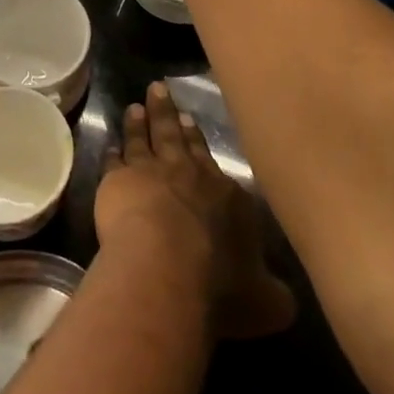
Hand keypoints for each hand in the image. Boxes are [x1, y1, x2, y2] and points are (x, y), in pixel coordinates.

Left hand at [96, 82, 295, 339]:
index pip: (213, 163)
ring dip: (140, 123)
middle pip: (177, 138)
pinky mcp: (118, 181)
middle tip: (160, 91)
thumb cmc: (219, 288)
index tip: (191, 122)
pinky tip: (110, 146)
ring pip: (145, 140)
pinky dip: (113, 153)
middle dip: (170, 115)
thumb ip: (273, 294)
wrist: (166, 268)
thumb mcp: (264, 302)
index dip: (200, 143)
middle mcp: (190, 175)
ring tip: (136, 106)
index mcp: (228, 198)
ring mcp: (152, 173)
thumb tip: (284, 299)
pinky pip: (114, 162)